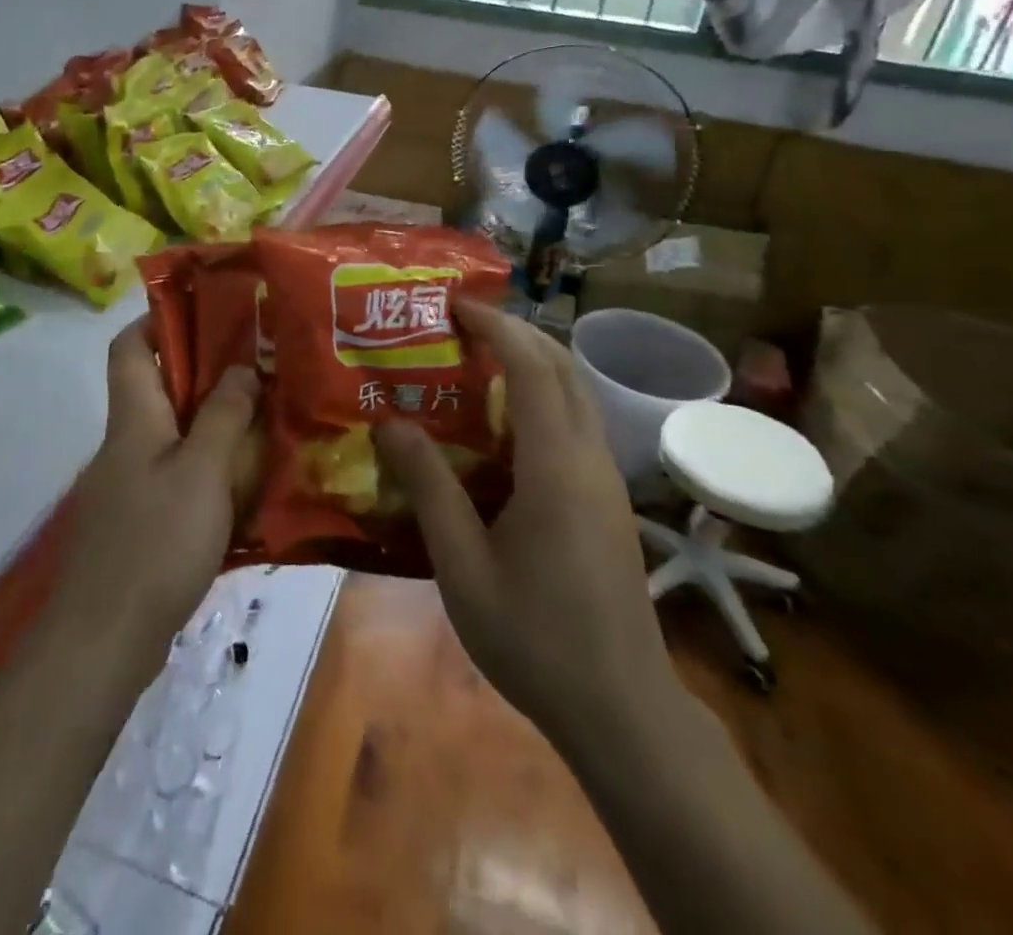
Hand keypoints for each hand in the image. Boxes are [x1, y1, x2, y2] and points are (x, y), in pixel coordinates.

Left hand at [54, 318, 261, 673]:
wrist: (103, 640)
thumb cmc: (155, 542)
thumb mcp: (202, 471)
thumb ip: (224, 415)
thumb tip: (242, 365)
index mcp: (133, 417)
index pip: (129, 346)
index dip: (158, 319)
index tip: (207, 312)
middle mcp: (126, 443)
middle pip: (159, 387)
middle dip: (206, 372)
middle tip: (259, 366)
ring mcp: (129, 485)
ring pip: (173, 434)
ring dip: (214, 422)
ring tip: (265, 418)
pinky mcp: (139, 522)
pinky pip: (177, 476)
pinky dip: (209, 468)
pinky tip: (246, 483)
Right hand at [373, 299, 685, 748]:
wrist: (622, 708)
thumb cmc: (534, 638)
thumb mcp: (462, 566)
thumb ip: (428, 488)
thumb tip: (390, 424)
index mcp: (556, 465)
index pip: (532, 367)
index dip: (496, 326)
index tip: (455, 305)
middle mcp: (590, 457)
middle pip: (563, 367)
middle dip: (516, 331)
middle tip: (461, 325)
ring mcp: (607, 478)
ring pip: (576, 392)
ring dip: (532, 362)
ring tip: (476, 362)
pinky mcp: (608, 499)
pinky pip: (577, 423)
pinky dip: (542, 398)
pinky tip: (503, 427)